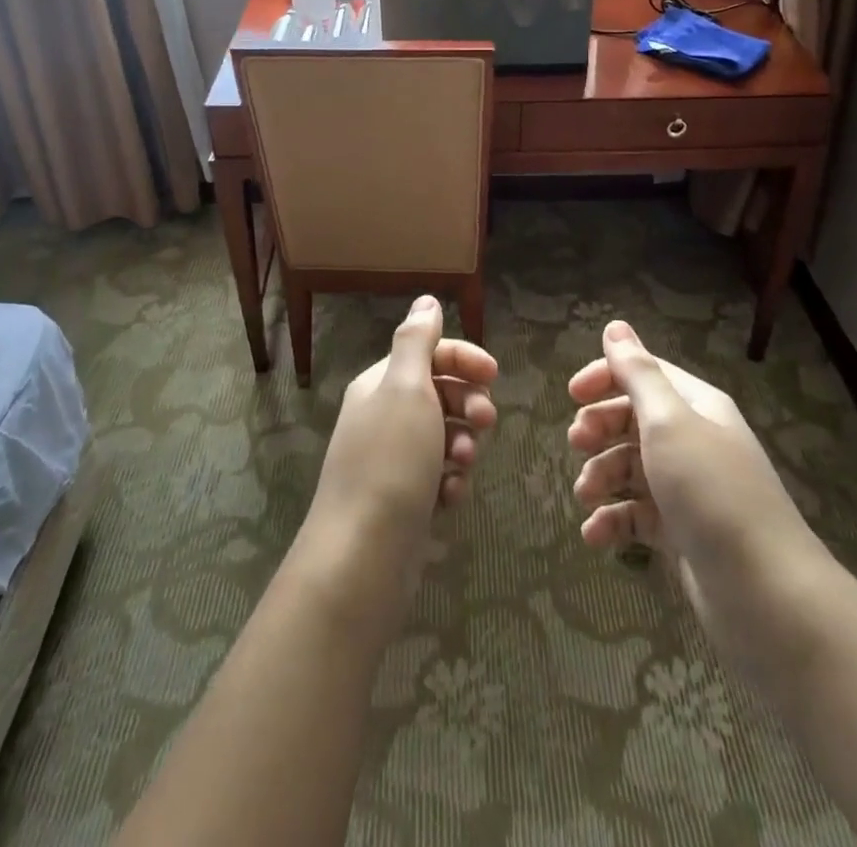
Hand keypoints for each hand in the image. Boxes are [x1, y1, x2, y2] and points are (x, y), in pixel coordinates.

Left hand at [299, 296, 497, 631]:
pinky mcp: (402, 499)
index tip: (495, 375)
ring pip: (443, 436)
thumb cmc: (391, 461)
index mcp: (380, 384)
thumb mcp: (406, 389)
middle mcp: (383, 416)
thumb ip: (417, 341)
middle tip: (486, 423)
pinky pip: (438, 477)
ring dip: (462, 444)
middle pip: (439, 393)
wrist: (362, 556)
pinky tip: (451, 497)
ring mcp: (392, 460)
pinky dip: (450, 482)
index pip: (428, 353)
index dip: (463, 358)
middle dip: (468, 403)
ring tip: (464, 463)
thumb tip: (425, 300)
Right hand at [569, 320, 828, 673]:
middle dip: (600, 428)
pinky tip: (595, 537)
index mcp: (697, 407)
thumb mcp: (669, 423)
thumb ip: (637, 374)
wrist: (767, 597)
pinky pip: (638, 515)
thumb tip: (615, 326)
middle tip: (576, 443)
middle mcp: (694, 441)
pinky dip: (613, 522)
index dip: (606, 377)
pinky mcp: (683, 534)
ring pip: (631, 468)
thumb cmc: (712, 493)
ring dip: (601, 476)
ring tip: (585, 496)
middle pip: (634, 419)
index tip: (571, 395)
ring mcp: (689, 490)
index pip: (645, 374)